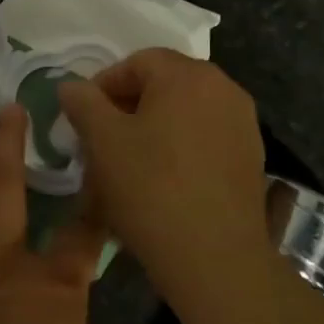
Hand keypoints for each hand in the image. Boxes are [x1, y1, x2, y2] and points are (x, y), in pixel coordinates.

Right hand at [57, 49, 269, 322]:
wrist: (217, 261)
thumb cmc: (152, 189)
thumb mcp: (102, 141)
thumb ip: (83, 102)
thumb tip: (71, 85)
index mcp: (188, 75)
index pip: (136, 62)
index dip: (103, 86)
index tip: (83, 119)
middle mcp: (223, 88)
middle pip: (163, 85)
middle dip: (127, 108)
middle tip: (101, 141)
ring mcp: (243, 124)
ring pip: (184, 114)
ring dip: (153, 129)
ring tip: (128, 165)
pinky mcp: (252, 159)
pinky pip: (205, 139)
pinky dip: (180, 149)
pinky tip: (162, 184)